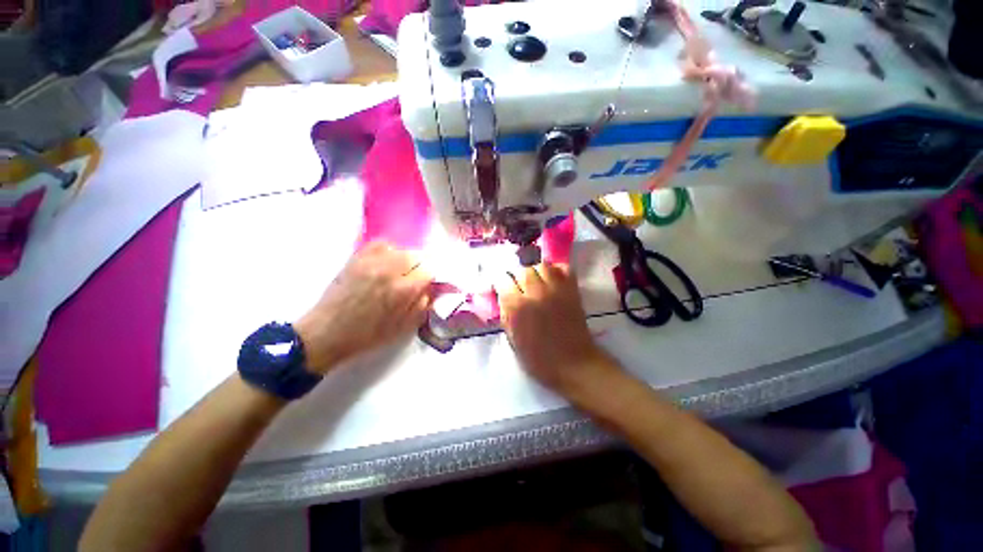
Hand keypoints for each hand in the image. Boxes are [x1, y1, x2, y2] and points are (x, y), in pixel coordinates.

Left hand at [295, 241, 432, 373]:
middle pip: (416, 256)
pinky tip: (385, 262)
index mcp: (403, 290)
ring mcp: (371, 262)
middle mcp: (390, 271)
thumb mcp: (402, 328)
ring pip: (400, 249)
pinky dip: (387, 250)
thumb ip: (421, 306)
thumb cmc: (368, 335)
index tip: (425, 286)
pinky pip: (379, 244)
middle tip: (412, 280)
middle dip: (418, 268)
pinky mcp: (356, 259)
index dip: (429, 279)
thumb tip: (429, 291)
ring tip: (398, 272)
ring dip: (404, 260)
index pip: (428, 272)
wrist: (327, 332)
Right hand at [494, 263, 614, 395]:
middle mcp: (536, 293)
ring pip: (542, 266)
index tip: (502, 290)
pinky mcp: (572, 291)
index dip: (501, 285)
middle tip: (519, 288)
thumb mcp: (513, 341)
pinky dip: (556, 270)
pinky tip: (552, 279)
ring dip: (536, 272)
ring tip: (536, 282)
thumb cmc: (539, 359)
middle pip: (522, 270)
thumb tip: (503, 298)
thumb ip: (506, 315)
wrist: (574, 364)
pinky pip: (564, 269)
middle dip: (517, 278)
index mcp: (518, 307)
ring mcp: (556, 290)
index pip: (503, 281)